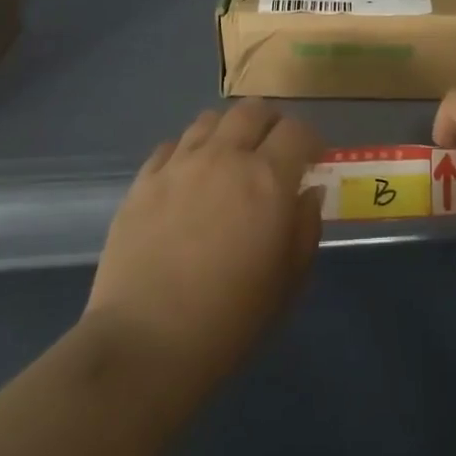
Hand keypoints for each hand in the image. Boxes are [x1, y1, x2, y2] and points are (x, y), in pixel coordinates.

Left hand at [85, 101, 324, 402]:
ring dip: (227, 132)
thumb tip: (308, 192)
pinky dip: (187, 152)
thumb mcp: (288, 282)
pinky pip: (171, 146)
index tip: (313, 159)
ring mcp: (179, 165)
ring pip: (209, 120)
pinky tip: (188, 179)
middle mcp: (224, 157)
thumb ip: (305, 228)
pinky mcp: (143, 181)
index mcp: (267, 179)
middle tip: (272, 151)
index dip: (311, 140)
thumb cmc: (230, 320)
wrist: (146, 344)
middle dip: (270, 123)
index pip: (297, 130)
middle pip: (252, 110)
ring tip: (228, 160)